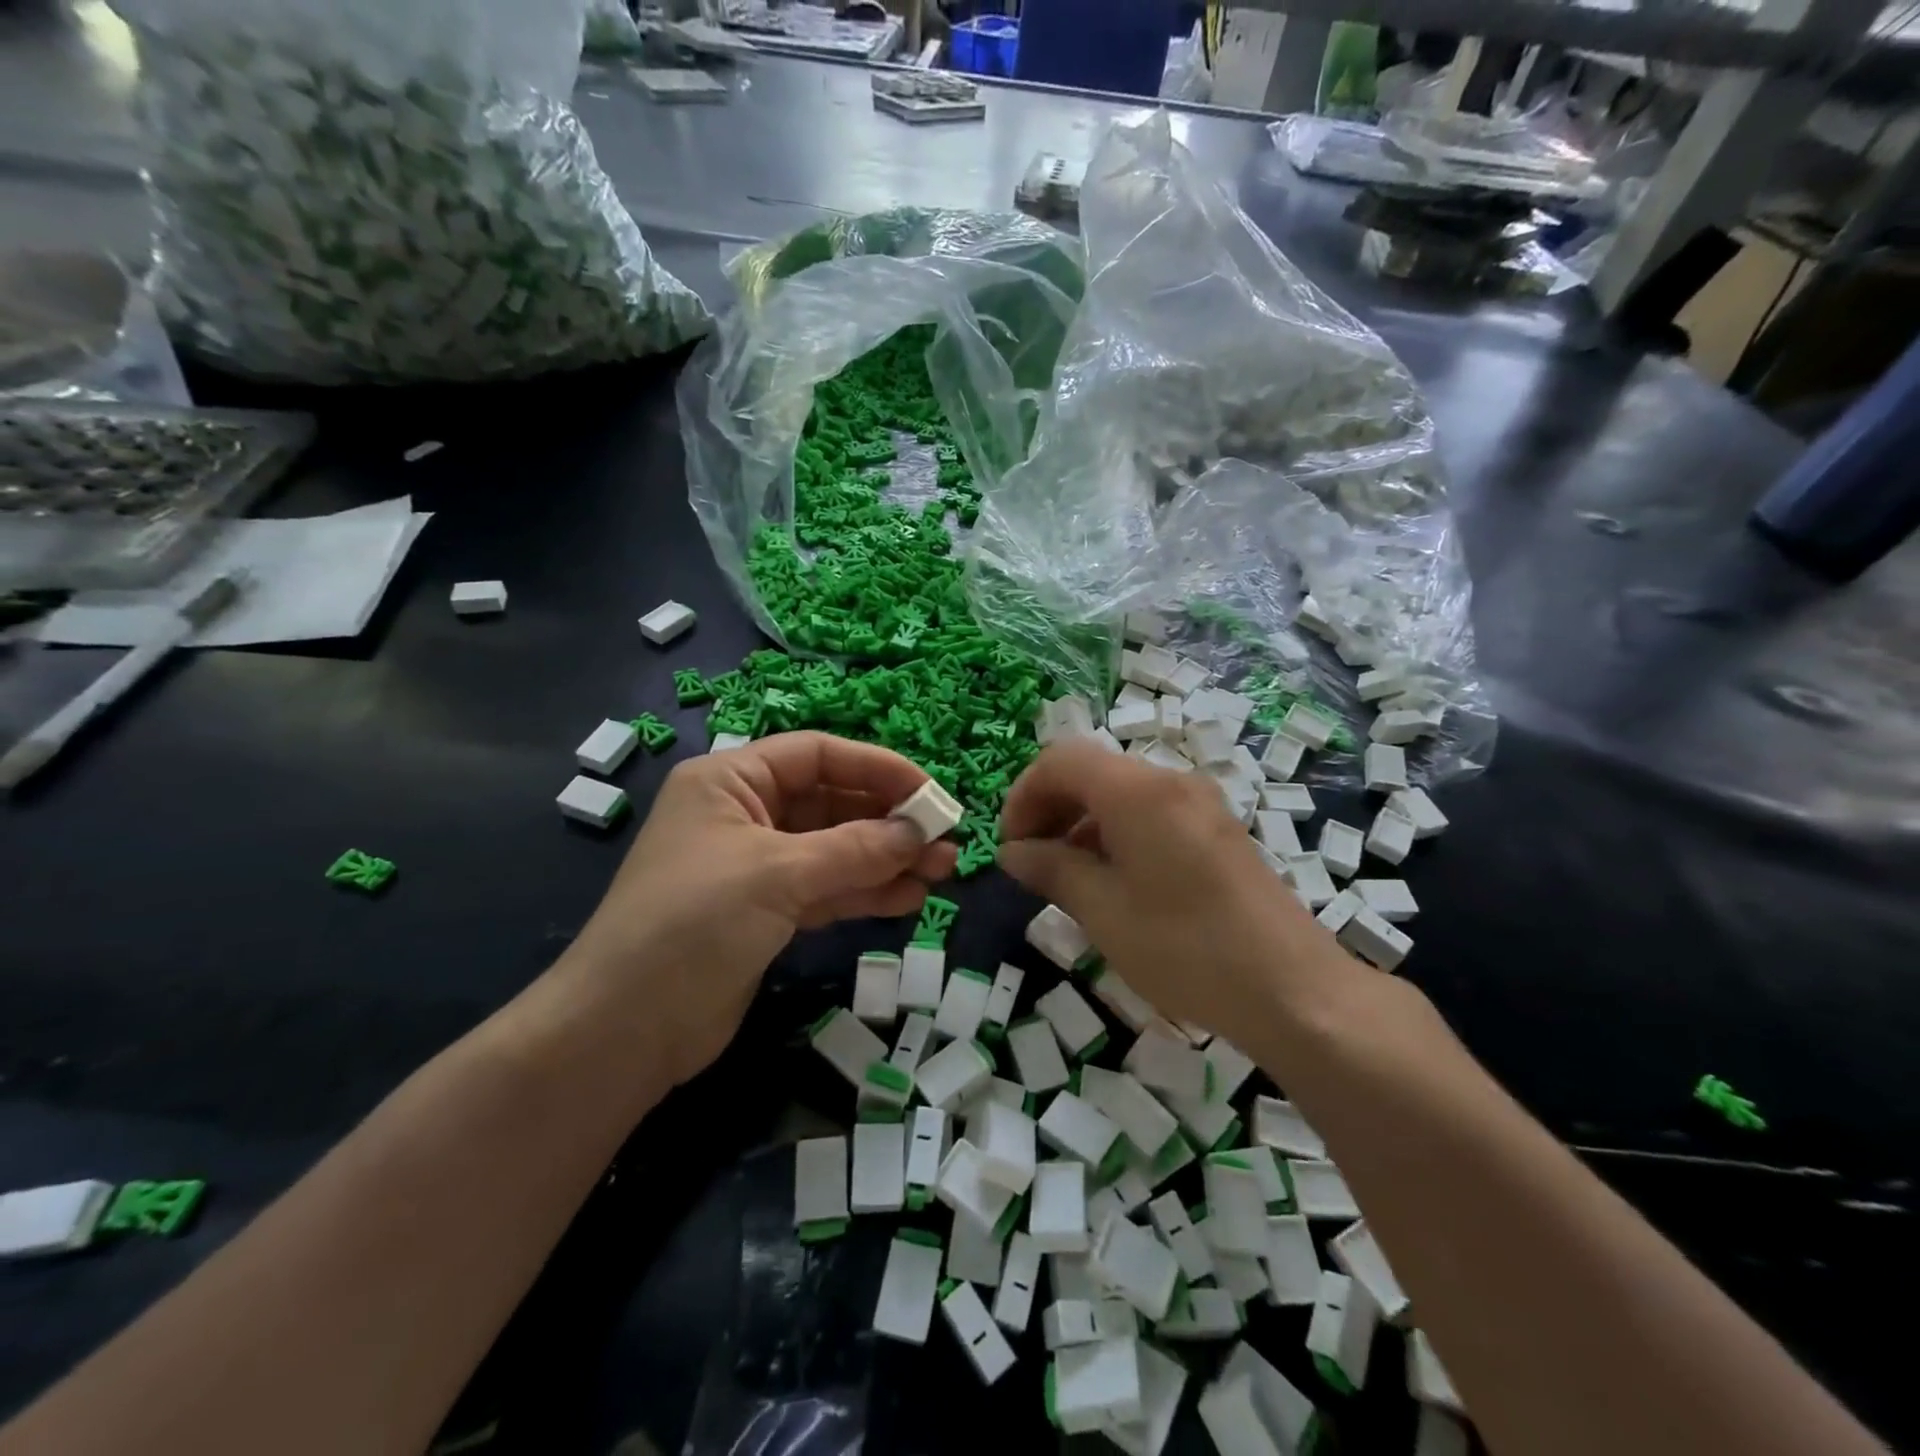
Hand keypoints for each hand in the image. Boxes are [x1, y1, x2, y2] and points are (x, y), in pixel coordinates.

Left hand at [564, 732, 957, 1086]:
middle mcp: (745, 814)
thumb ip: (855, 849)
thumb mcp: (777, 874)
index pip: (817, 755)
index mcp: (731, 781)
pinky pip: (827, 889)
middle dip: (889, 821)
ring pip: (835, 849)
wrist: (623, 1030)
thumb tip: (919, 832)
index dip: (877, 768)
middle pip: (832, 803)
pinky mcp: (766, 913)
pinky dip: (865, 892)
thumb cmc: (692, 924)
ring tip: (940, 873)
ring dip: (886, 859)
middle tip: (945, 842)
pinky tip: (908, 900)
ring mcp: (757, 866)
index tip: (930, 794)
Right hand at [997, 740, 1351, 1038]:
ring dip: (1081, 821)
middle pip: (1091, 770)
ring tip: (1067, 876)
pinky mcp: (1216, 829)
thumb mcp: (1103, 911)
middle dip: (1050, 807)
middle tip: (1031, 861)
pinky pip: (1150, 811)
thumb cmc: (1186, 948)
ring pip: (1120, 791)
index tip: (1011, 846)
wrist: (1293, 990)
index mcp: (1138, 792)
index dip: (1024, 795)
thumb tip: (1011, 852)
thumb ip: (1051, 870)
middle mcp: (1170, 782)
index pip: (1061, 760)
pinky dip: (1116, 832)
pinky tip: (1113, 880)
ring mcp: (1199, 803)